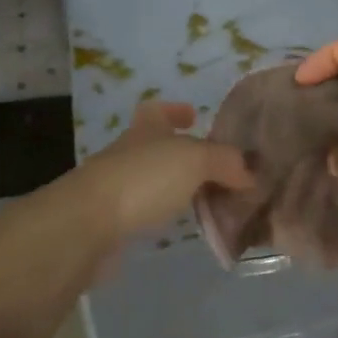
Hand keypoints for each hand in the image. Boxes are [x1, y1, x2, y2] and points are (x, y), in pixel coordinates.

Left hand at [59, 100, 252, 246]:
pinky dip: (165, 216)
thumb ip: (226, 162)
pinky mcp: (112, 223)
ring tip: (211, 201)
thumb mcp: (195, 160)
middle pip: (158, 147)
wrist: (87, 226)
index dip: (174, 111)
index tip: (194, 116)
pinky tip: (184, 227)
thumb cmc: (143, 179)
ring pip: (154, 181)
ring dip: (178, 188)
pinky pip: (147, 213)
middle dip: (185, 155)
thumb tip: (250, 173)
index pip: (156, 111)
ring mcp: (117, 188)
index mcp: (145, 129)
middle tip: (220, 170)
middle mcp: (129, 153)